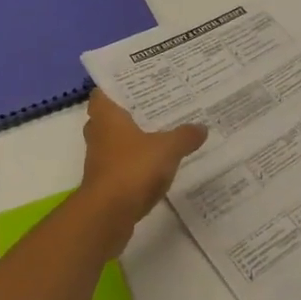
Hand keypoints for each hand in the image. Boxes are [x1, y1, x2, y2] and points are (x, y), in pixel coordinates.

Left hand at [76, 90, 206, 246]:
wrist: (107, 215)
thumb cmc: (132, 169)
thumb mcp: (167, 149)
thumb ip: (184, 136)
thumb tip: (202, 127)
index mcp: (107, 118)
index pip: (102, 94)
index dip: (114, 88)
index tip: (134, 84)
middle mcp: (98, 135)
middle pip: (108, 119)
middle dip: (127, 114)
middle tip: (153, 107)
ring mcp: (99, 161)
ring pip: (114, 143)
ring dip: (131, 141)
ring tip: (159, 134)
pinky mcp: (105, 184)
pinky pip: (120, 166)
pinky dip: (134, 164)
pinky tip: (156, 166)